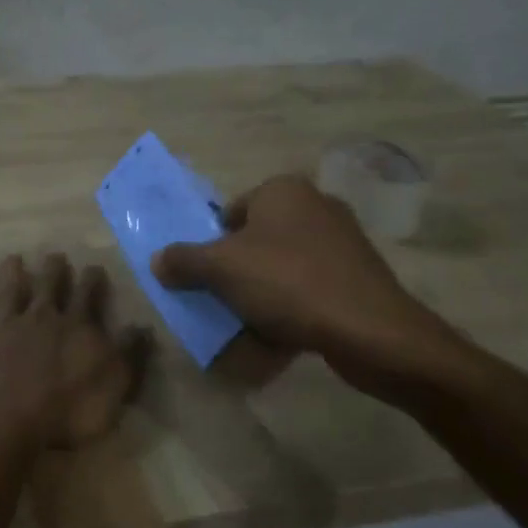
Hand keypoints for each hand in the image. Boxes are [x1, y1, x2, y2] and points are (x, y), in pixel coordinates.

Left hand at [0, 254, 151, 448]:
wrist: (7, 422)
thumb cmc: (68, 410)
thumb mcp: (115, 385)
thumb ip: (130, 354)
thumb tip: (143, 326)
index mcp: (75, 327)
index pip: (87, 295)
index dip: (92, 280)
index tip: (94, 266)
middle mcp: (39, 319)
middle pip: (48, 287)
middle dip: (53, 270)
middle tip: (55, 255)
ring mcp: (3, 330)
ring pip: (8, 294)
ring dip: (10, 275)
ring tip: (12, 258)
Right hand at [150, 175, 472, 401]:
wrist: (369, 330)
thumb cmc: (287, 283)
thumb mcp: (221, 269)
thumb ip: (184, 260)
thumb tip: (157, 260)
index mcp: (283, 190)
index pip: (231, 213)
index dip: (212, 245)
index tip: (206, 278)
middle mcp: (315, 205)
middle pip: (256, 240)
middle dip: (237, 272)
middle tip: (223, 301)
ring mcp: (342, 241)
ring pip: (282, 267)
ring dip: (262, 294)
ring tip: (250, 325)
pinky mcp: (359, 276)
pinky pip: (310, 288)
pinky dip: (293, 308)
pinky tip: (282, 337)